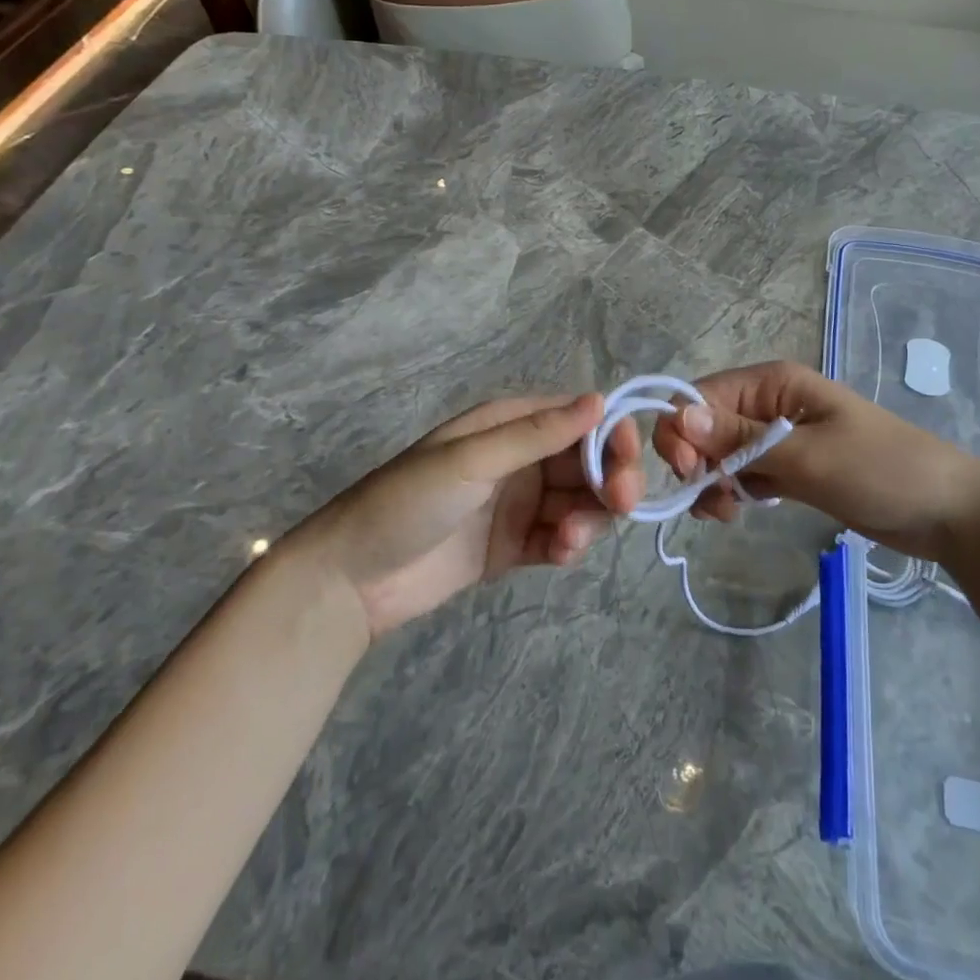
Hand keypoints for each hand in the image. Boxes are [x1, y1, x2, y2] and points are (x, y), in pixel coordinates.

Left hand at [303, 393, 642, 636]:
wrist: (350, 580)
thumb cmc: (407, 501)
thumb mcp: (471, 460)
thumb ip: (537, 434)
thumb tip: (600, 399)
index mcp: (509, 424)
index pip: (578, 418)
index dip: (610, 434)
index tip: (629, 460)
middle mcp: (521, 459)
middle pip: (587, 462)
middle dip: (610, 479)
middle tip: (622, 503)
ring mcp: (519, 504)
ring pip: (580, 502)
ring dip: (589, 517)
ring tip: (568, 540)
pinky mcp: (514, 546)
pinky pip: (559, 538)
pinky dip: (569, 544)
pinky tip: (559, 554)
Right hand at [651, 361, 979, 560]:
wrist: (946, 510)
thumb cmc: (881, 470)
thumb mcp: (809, 456)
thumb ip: (742, 440)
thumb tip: (680, 419)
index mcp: (773, 383)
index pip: (701, 396)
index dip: (681, 429)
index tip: (685, 472)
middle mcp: (769, 404)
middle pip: (705, 424)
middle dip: (696, 459)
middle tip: (711, 499)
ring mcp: (779, 437)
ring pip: (719, 453)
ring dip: (711, 480)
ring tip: (728, 511)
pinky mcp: (789, 468)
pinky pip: (741, 473)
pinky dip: (731, 491)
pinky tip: (737, 511)